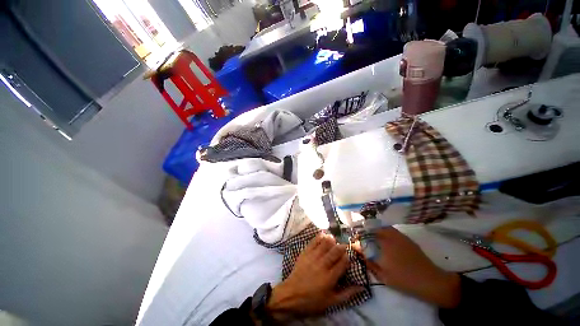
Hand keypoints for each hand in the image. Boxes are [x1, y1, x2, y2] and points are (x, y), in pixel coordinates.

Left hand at [266, 233, 362, 320]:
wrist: (292, 294)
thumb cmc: (313, 300)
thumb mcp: (332, 301)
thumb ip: (347, 294)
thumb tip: (361, 287)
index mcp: (330, 277)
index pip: (342, 263)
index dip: (347, 258)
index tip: (349, 256)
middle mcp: (323, 265)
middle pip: (335, 251)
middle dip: (341, 247)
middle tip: (344, 246)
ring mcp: (313, 257)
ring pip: (325, 244)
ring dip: (331, 240)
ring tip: (334, 239)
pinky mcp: (305, 253)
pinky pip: (313, 241)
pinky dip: (319, 237)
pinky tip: (323, 235)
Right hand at [359, 227, 460, 308]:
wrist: (430, 280)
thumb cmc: (404, 280)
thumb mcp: (384, 276)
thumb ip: (370, 264)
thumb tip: (360, 255)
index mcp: (383, 246)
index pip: (365, 238)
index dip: (357, 239)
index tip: (353, 241)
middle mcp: (389, 237)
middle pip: (372, 228)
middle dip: (363, 230)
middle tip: (359, 236)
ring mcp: (398, 236)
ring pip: (381, 226)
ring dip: (372, 228)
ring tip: (368, 234)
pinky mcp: (404, 237)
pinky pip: (390, 229)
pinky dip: (382, 229)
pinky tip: (381, 235)